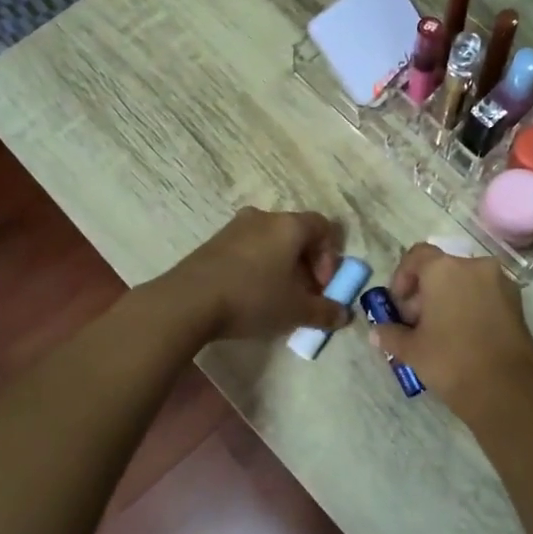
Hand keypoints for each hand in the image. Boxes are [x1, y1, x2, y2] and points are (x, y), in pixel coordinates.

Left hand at [167, 208, 347, 340]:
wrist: (189, 301)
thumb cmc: (253, 298)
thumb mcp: (296, 311)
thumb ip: (325, 312)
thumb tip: (344, 316)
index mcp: (289, 225)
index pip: (324, 227)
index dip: (330, 257)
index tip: (322, 286)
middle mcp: (263, 217)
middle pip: (296, 234)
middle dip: (306, 265)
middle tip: (303, 295)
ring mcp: (235, 227)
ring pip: (270, 242)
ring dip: (281, 267)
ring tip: (276, 298)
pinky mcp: (213, 242)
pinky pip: (247, 249)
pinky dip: (257, 267)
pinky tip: (249, 295)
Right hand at [367, 244, 532, 416]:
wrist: (506, 389)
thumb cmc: (451, 361)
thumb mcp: (412, 349)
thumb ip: (391, 334)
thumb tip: (377, 332)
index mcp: (444, 269)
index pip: (416, 256)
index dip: (402, 277)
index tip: (398, 305)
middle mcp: (475, 266)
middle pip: (442, 269)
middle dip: (425, 291)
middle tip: (416, 323)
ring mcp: (500, 282)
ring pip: (465, 281)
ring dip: (449, 298)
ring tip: (440, 331)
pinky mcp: (517, 302)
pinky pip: (485, 294)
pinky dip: (471, 306)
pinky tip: (463, 335)